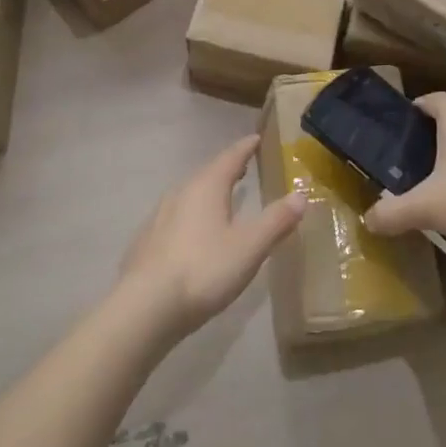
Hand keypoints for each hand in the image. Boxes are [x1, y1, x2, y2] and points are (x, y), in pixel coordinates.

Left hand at [117, 136, 305, 338]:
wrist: (145, 308)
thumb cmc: (203, 270)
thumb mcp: (250, 247)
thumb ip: (276, 220)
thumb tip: (300, 195)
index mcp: (207, 187)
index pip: (230, 157)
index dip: (245, 148)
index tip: (255, 138)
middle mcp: (181, 193)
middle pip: (208, 173)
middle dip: (227, 169)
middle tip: (243, 167)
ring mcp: (159, 216)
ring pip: (189, 194)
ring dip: (207, 192)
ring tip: (222, 198)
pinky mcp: (146, 241)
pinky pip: (175, 216)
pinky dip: (191, 215)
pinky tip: (193, 233)